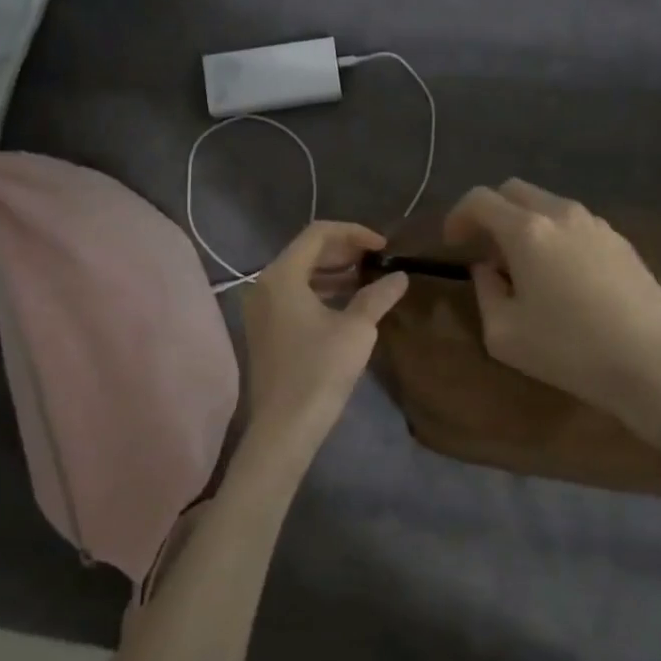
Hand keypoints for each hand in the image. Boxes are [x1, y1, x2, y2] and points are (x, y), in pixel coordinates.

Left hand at [234, 222, 409, 475]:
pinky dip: (320, 290)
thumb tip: (400, 277)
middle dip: (344, 250)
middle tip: (378, 259)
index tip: (384, 247)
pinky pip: (293, 294)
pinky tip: (347, 302)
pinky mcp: (264, 328)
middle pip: (307, 251)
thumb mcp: (357, 330)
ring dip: (334, 271)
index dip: (354, 233)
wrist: (284, 427)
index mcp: (282, 275)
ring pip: (300, 273)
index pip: (318, 233)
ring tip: (368, 278)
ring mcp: (260, 307)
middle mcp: (264, 284)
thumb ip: (377, 296)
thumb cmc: (320, 371)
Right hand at [444, 180, 660, 425]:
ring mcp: (596, 224)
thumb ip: (485, 291)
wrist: (653, 363)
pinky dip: (555, 235)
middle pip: (514, 190)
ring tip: (524, 266)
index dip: (458, 216)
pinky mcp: (621, 241)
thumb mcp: (503, 333)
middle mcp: (561, 214)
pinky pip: (575, 223)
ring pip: (547, 204)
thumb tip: (487, 269)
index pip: (479, 200)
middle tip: (485, 248)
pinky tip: (561, 276)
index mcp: (527, 231)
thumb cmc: (569, 351)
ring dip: (525, 223)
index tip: (452, 244)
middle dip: (491, 212)